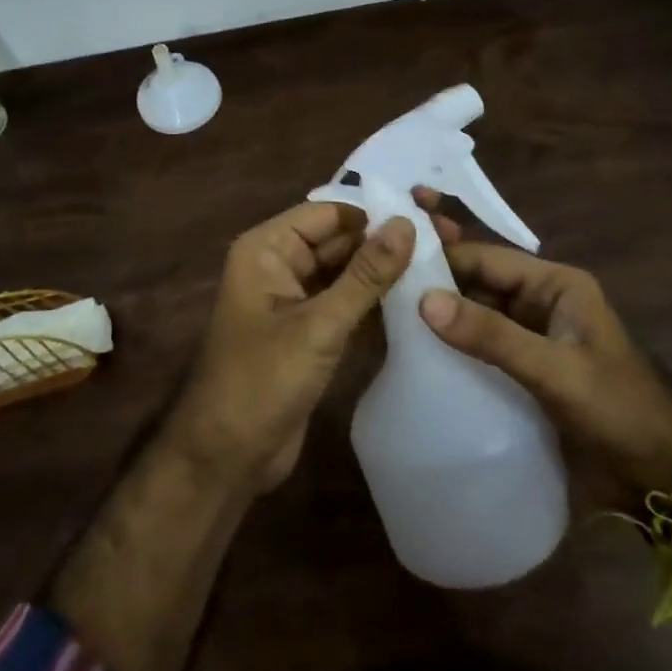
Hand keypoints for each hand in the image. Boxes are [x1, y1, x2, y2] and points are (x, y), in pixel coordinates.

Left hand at [168, 201, 415, 493]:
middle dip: (381, 243)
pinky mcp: (307, 331)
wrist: (227, 456)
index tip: (427, 218)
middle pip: (337, 241)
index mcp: (267, 249)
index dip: (372, 213)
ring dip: (380, 273)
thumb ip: (366, 274)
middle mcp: (278, 265)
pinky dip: (371, 301)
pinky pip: (343, 302)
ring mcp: (292, 300)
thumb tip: (407, 224)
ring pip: (343, 273)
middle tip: (444, 244)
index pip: (327, 213)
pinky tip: (415, 301)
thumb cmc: (263, 381)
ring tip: (438, 267)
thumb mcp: (319, 325)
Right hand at [414, 191, 671, 501]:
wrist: (666, 475)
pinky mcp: (523, 371)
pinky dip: (452, 350)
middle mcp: (538, 303)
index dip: (440, 256)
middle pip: (476, 284)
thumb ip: (493, 336)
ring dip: (439, 320)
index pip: (486, 258)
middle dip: (433, 286)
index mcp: (554, 284)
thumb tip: (424, 301)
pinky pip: (480, 349)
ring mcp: (530, 338)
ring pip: (475, 317)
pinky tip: (416, 359)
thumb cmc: (619, 409)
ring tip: (383, 322)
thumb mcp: (557, 370)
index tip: (389, 261)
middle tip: (376, 290)